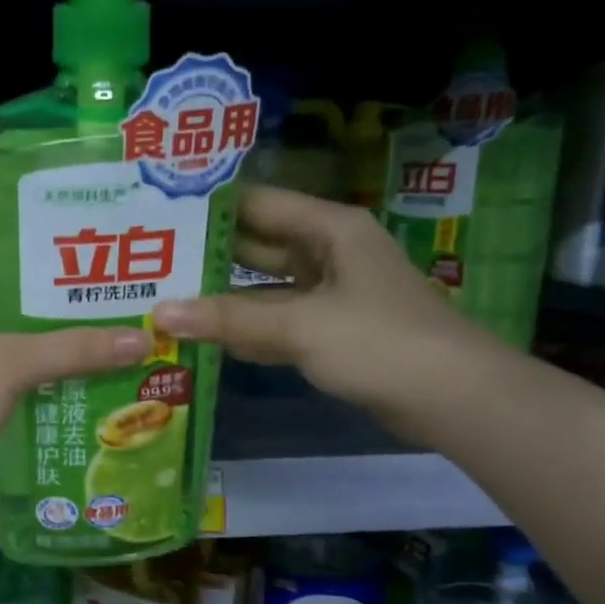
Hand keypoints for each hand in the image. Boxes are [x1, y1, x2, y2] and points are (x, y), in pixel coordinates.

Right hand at [151, 186, 506, 440]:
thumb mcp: (300, 326)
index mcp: (330, 230)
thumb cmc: (379, 342)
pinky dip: (245, 330)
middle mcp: (328, 254)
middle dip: (209, 255)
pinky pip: (277, 323)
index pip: (259, 204)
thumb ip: (229, 318)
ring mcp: (330, 296)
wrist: (453, 399)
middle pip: (258, 247)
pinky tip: (203, 336)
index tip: (160, 212)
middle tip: (151, 259)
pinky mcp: (330, 333)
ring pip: (265, 289)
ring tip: (164, 296)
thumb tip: (160, 313)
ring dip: (223, 297)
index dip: (211, 207)